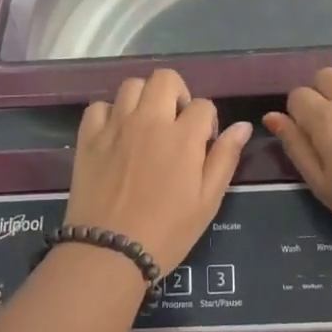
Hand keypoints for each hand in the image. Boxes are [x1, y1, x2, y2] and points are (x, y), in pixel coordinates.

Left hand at [69, 69, 252, 272]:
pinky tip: (115, 135)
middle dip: (177, 93)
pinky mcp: (88, 137)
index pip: (203, 105)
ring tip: (146, 124)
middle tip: (176, 122)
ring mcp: (115, 126)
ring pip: (131, 85)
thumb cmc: (167, 232)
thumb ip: (225, 157)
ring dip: (144, 98)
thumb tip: (243, 126)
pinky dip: (109, 114)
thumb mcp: (207, 200)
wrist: (109, 252)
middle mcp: (149, 120)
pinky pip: (99, 106)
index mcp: (183, 136)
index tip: (203, 144)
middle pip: (165, 78)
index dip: (208, 121)